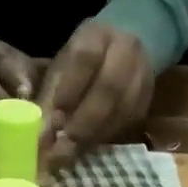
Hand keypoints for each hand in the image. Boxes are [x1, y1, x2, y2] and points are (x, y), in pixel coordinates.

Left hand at [37, 20, 153, 170]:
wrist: (121, 53)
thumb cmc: (80, 65)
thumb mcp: (60, 70)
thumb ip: (49, 98)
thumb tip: (40, 136)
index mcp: (97, 35)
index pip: (85, 58)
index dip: (69, 88)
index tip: (55, 115)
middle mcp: (126, 50)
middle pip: (109, 87)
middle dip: (83, 121)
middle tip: (62, 145)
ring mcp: (142, 73)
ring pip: (122, 108)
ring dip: (94, 134)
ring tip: (70, 151)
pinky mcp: (147, 98)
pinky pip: (128, 121)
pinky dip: (105, 137)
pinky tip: (87, 146)